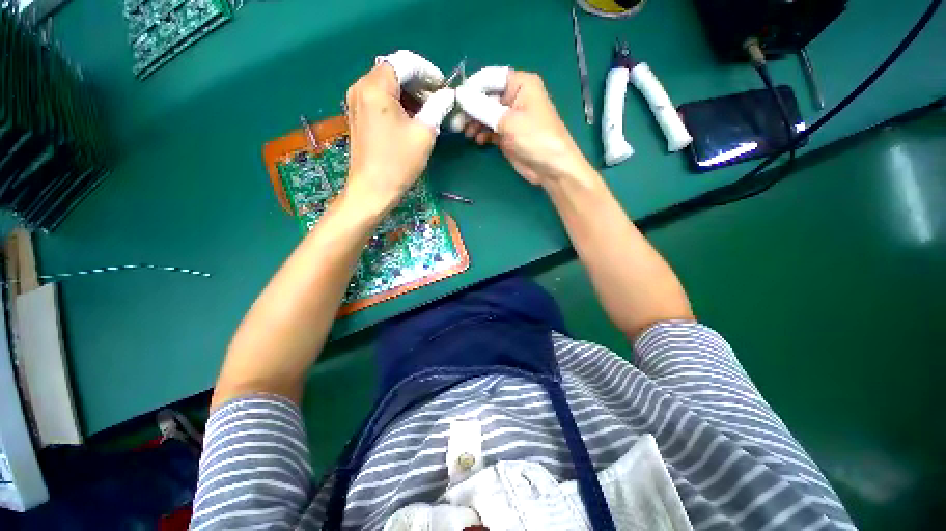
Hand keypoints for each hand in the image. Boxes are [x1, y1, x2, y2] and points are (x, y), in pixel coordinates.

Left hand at [343, 51, 455, 213]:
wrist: (372, 190)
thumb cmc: (398, 163)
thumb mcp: (424, 133)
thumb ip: (438, 107)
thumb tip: (448, 95)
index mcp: (375, 86)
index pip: (405, 62)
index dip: (428, 72)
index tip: (444, 88)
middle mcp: (361, 87)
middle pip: (395, 72)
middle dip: (419, 83)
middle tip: (439, 101)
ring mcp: (357, 101)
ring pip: (388, 85)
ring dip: (410, 94)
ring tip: (429, 111)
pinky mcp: (358, 115)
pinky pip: (381, 99)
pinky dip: (399, 103)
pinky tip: (412, 118)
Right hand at [456, 69, 593, 186]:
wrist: (551, 168)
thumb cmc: (535, 138)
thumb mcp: (508, 121)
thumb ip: (483, 108)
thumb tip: (460, 95)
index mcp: (520, 84)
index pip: (490, 78)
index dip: (471, 87)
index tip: (456, 100)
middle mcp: (514, 97)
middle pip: (485, 97)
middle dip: (470, 109)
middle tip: (456, 123)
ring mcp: (510, 117)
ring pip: (485, 114)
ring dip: (474, 122)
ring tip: (465, 133)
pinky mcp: (507, 134)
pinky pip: (489, 129)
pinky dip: (481, 133)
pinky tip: (477, 140)